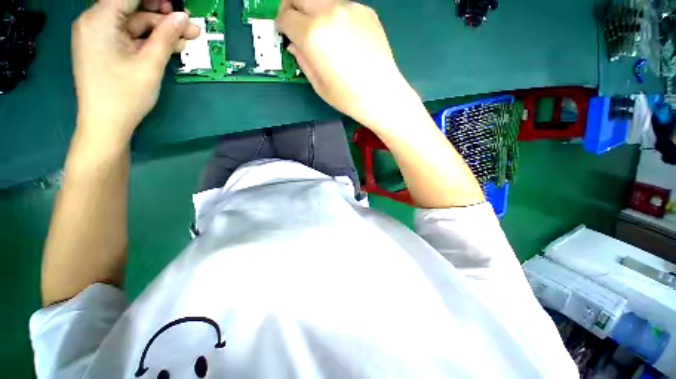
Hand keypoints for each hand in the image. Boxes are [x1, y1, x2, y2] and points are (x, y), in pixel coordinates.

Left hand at [72, 0, 198, 145]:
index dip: (157, 0)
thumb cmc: (125, 95)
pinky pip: (130, 36)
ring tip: (187, 39)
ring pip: (135, 24)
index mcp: (99, 19)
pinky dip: (150, 40)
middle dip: (164, 17)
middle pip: (134, 9)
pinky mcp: (104, 47)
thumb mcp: (149, 64)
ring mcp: (99, 35)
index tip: (178, 6)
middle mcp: (95, 21)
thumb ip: (166, 37)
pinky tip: (171, 46)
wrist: (105, 124)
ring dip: (161, 31)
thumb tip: (182, 17)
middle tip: (190, 27)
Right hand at [276, 0, 416, 128]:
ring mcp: (350, 8)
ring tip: (323, 34)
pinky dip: (335, 17)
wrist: (381, 94)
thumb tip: (294, 44)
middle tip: (296, 25)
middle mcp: (329, 12)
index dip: (281, 25)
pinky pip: (342, 8)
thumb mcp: (318, 84)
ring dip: (315, 12)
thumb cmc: (347, 96)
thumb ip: (302, 59)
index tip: (284, 32)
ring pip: (322, 1)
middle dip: (292, 9)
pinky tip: (344, 38)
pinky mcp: (366, 11)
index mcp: (313, 34)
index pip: (285, 16)